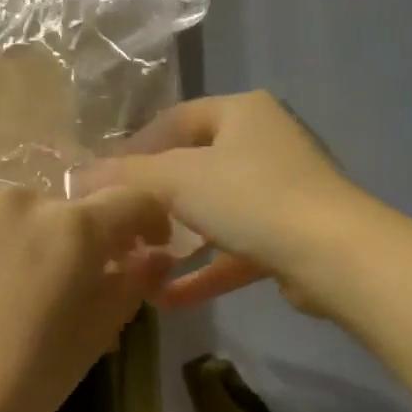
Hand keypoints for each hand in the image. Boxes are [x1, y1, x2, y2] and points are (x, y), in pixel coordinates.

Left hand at [0, 187, 173, 411]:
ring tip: (11, 292)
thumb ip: (129, 287)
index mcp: (73, 229)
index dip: (149, 223)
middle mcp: (23, 199)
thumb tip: (155, 257)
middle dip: (80, 243)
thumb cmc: (17, 384)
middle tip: (66, 292)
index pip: (132, 201)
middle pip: (70, 211)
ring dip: (29, 240)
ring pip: (20, 214)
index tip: (145, 250)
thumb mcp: (89, 341)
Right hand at [92, 91, 362, 310]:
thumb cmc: (250, 197)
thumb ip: (128, 176)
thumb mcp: (178, 179)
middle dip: (154, 200)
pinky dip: (203, 271)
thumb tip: (78, 175)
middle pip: (193, 167)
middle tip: (120, 224)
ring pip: (213, 212)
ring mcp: (279, 192)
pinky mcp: (287, 236)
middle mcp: (263, 144)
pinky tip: (167, 298)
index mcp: (241, 114)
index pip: (175, 120)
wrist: (333, 254)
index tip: (104, 179)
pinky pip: (233, 249)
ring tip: (139, 262)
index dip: (136, 147)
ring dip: (177, 240)